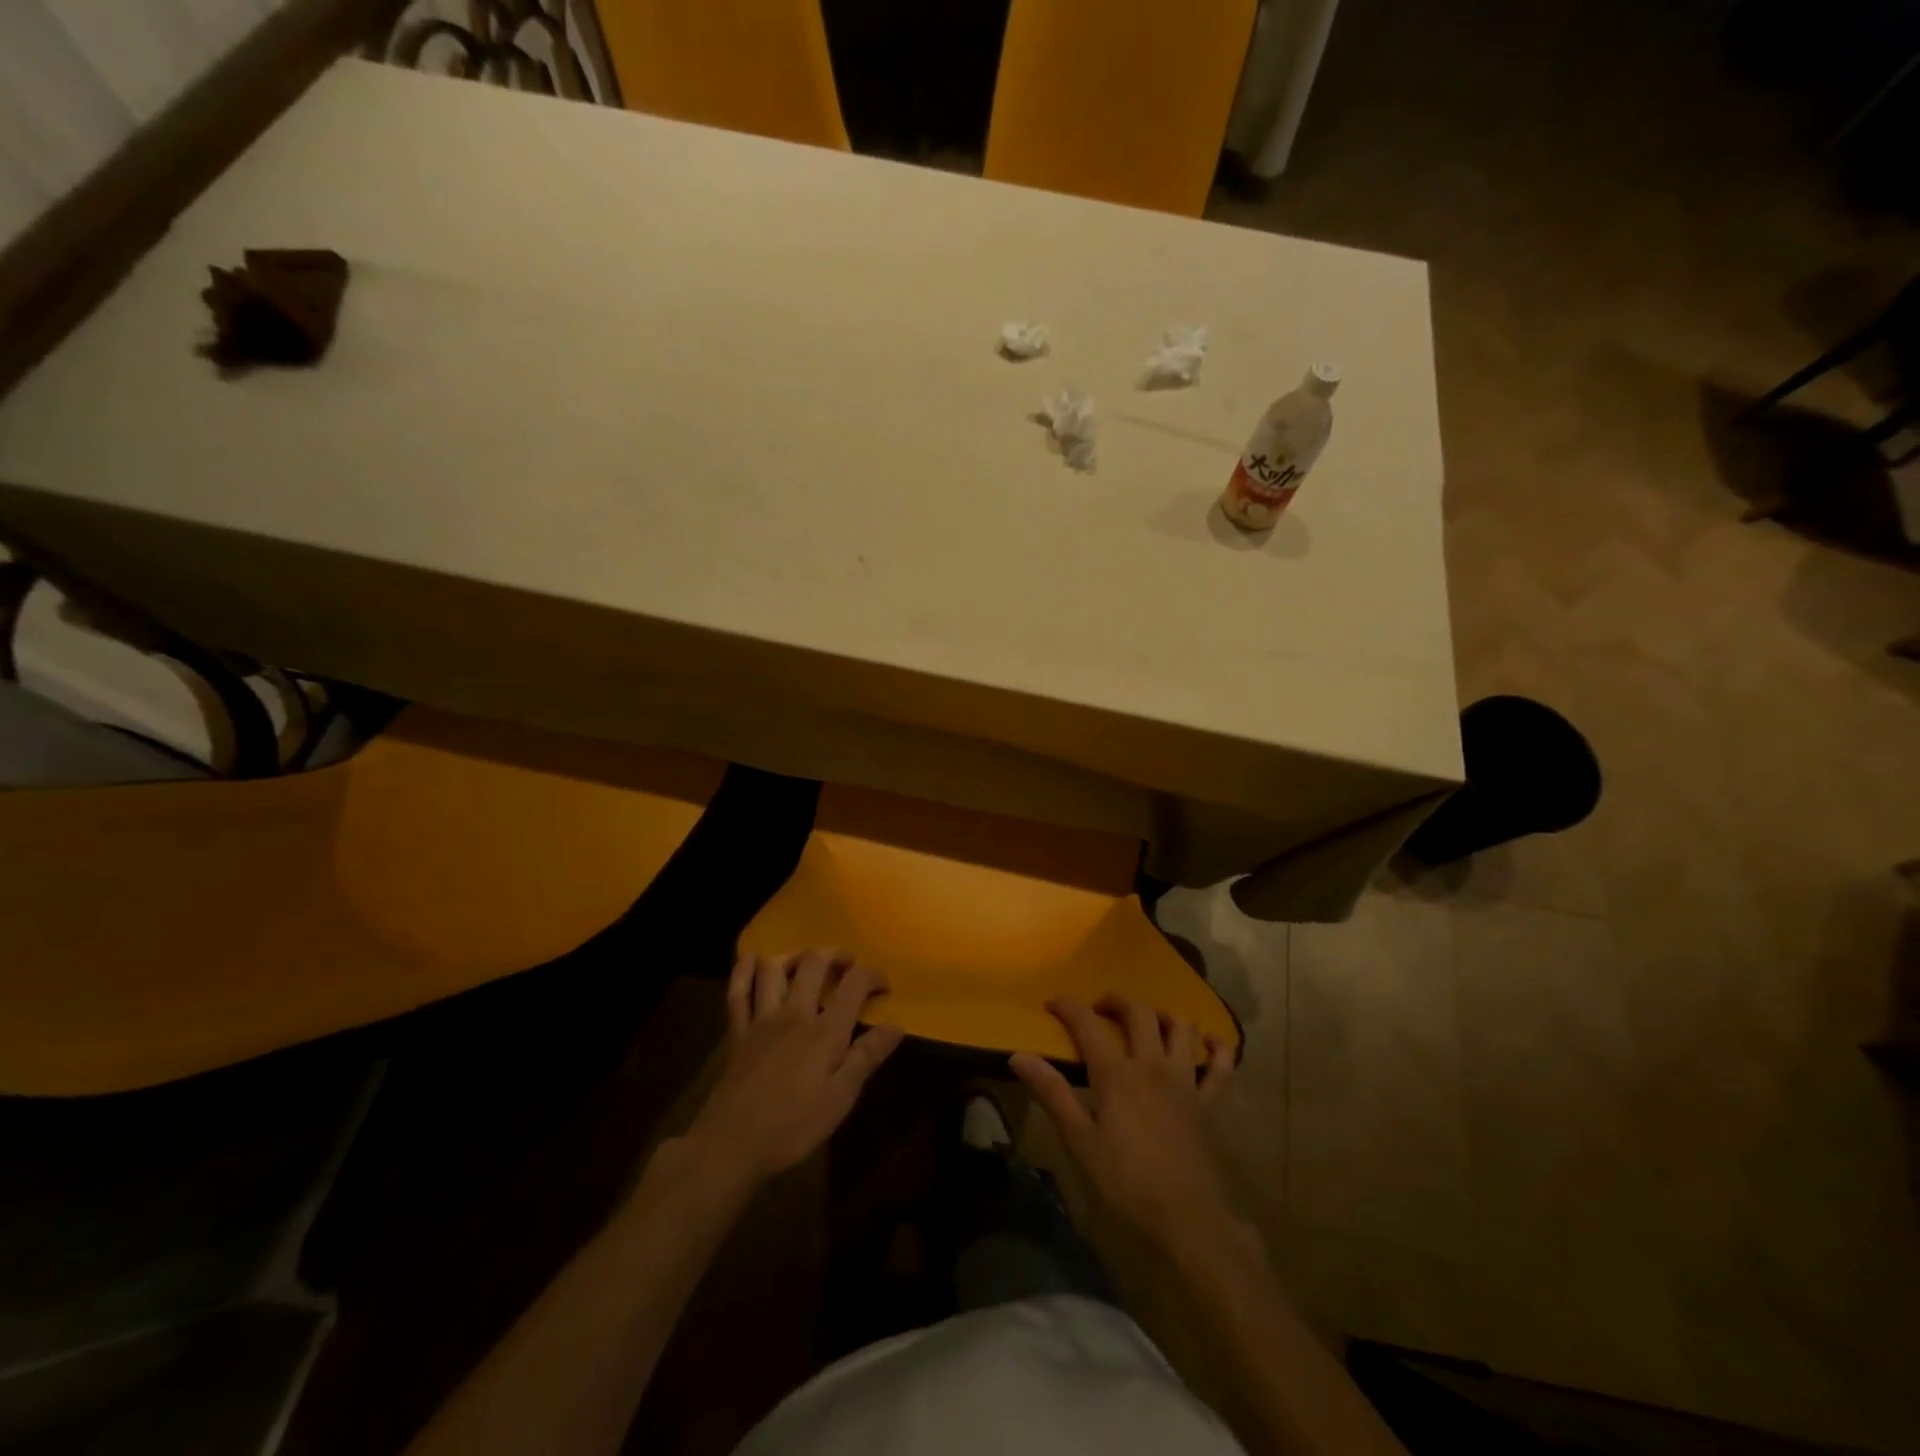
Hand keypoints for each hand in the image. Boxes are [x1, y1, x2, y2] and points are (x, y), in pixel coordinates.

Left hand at [683, 949, 904, 1185]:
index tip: (884, 986)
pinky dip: (744, 969)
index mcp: (824, 1031)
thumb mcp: (840, 1099)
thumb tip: (896, 1025)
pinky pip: (738, 990)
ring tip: (808, 961)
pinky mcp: (737, 1031)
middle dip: (836, 955)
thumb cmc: (793, 1127)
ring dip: (794, 955)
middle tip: (848, 965)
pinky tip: (753, 958)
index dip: (873, 976)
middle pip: (814, 963)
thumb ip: (867, 1057)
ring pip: (775, 968)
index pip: (854, 984)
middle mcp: (794, 1013)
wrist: (731, 1146)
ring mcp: (761, 1019)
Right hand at [1011, 996, 1236, 1250]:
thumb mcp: (1079, 1140)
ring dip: (1162, 1015)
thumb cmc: (1124, 1181)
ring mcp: (1185, 1080)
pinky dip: (1217, 1047)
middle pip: (1138, 1012)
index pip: (1087, 1024)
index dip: (1068, 1006)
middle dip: (1116, 1001)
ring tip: (1147, 1022)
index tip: (1053, 1003)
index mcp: (1117, 1073)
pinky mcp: (1209, 1102)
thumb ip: (1051, 1092)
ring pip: (1180, 1027)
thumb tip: (1018, 1055)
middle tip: (1100, 1009)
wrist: (1185, 1218)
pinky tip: (1206, 1042)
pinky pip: (1222, 1065)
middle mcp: (1152, 1064)